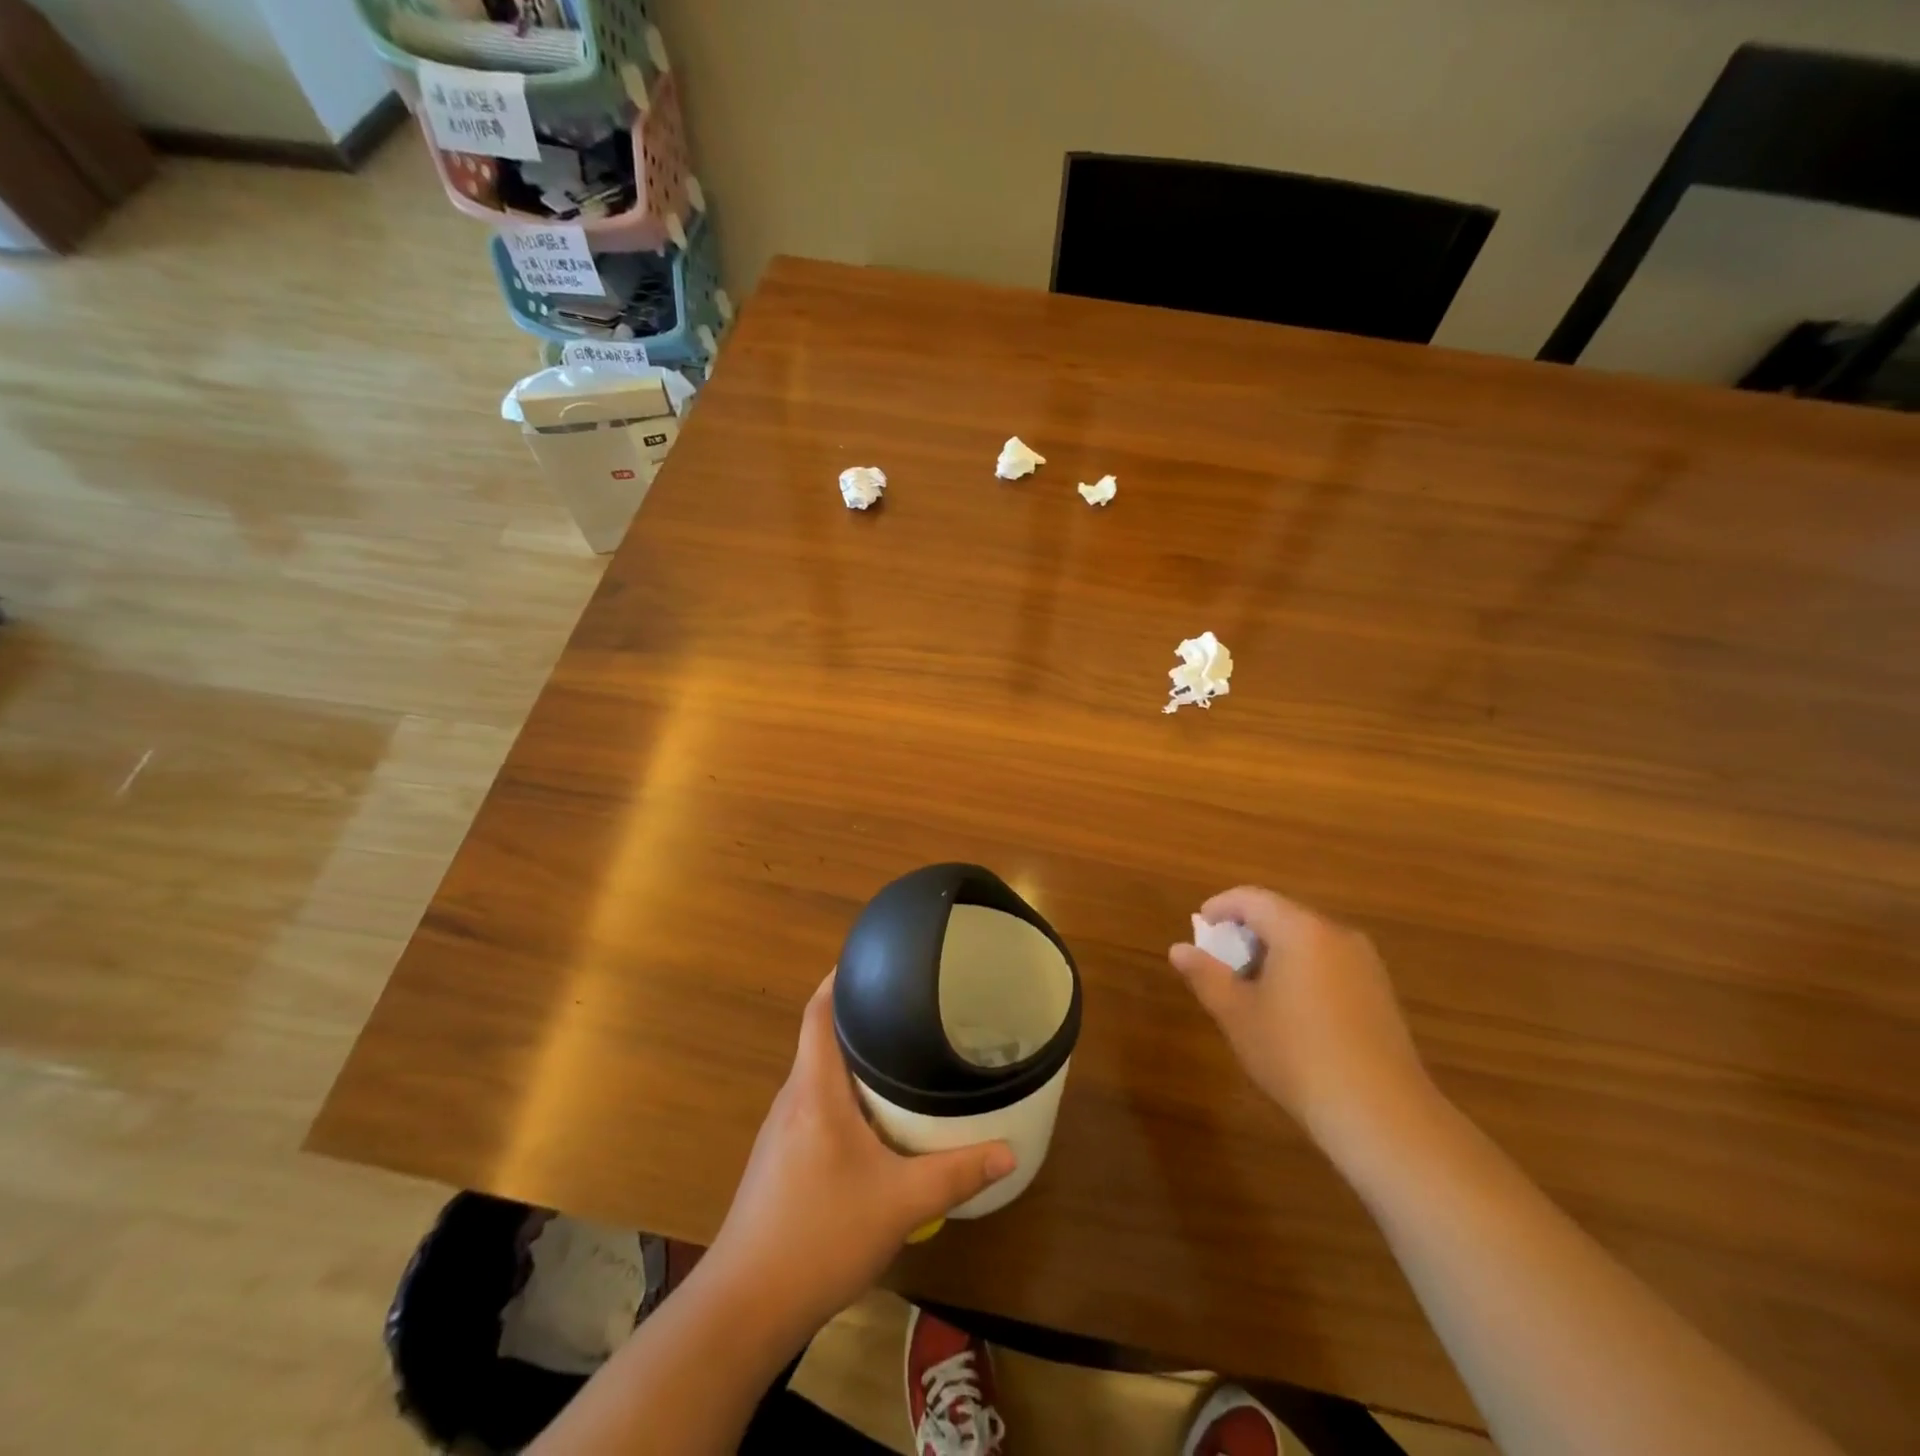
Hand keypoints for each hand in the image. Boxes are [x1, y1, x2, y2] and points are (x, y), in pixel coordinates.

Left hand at [708, 974, 1016, 1335]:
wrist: (745, 1306)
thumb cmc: (819, 1235)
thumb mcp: (900, 1203)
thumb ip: (956, 1174)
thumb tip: (1009, 1152)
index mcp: (814, 1089)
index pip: (818, 1012)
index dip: (840, 978)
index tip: (873, 958)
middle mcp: (793, 1098)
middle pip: (822, 1038)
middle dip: (860, 1018)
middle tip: (908, 1007)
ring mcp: (782, 1130)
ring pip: (819, 1075)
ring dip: (853, 1060)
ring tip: (899, 1054)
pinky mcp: (779, 1159)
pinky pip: (815, 1105)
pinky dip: (844, 1095)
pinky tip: (873, 1118)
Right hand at [1169, 887, 1436, 1150]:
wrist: (1381, 1114)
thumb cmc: (1296, 1055)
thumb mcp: (1237, 1014)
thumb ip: (1205, 974)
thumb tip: (1179, 949)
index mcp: (1300, 929)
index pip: (1250, 899)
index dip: (1219, 908)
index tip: (1199, 930)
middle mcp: (1336, 934)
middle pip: (1281, 915)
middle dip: (1246, 933)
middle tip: (1220, 965)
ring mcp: (1364, 962)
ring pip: (1306, 940)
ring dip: (1273, 953)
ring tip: (1251, 991)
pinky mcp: (1380, 991)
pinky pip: (1329, 962)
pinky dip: (1301, 970)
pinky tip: (1291, 1011)